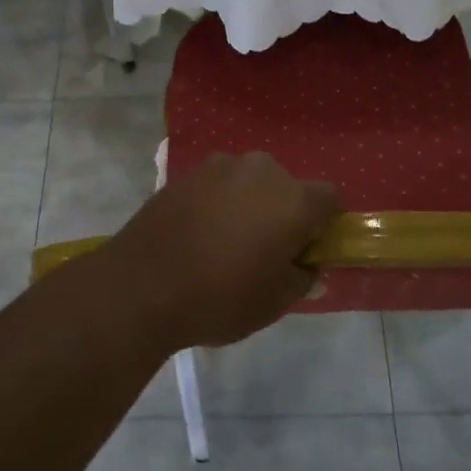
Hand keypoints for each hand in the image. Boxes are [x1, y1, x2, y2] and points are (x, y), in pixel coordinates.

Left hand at [103, 153, 341, 350]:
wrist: (141, 285)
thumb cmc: (220, 297)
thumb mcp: (273, 303)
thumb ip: (301, 280)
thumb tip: (309, 270)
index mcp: (293, 199)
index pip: (329, 199)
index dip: (323, 225)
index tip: (305, 252)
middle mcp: (260, 171)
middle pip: (286, 186)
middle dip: (283, 213)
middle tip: (264, 251)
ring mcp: (218, 167)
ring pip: (249, 183)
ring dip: (248, 205)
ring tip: (225, 243)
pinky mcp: (184, 173)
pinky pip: (216, 186)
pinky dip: (216, 203)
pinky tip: (198, 235)